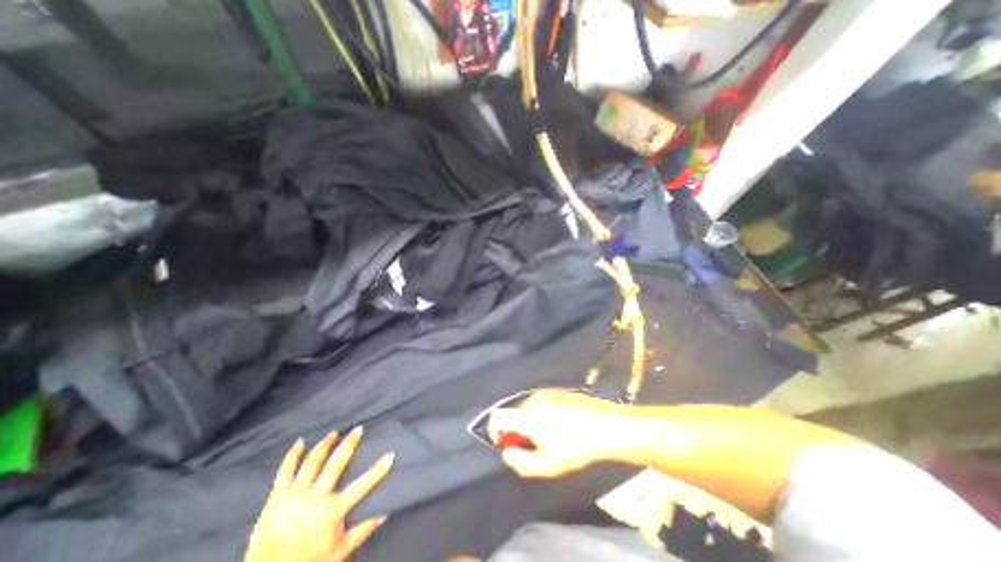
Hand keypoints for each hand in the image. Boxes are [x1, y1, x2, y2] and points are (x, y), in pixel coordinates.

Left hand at [243, 428, 392, 559]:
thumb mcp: (339, 552)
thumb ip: (362, 531)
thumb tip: (384, 513)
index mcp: (331, 512)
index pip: (361, 486)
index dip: (377, 471)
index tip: (390, 455)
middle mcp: (314, 499)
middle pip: (335, 465)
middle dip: (348, 445)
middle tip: (358, 429)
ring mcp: (293, 497)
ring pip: (311, 463)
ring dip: (324, 445)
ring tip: (334, 433)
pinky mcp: (275, 499)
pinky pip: (284, 472)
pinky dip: (291, 456)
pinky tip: (300, 442)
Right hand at [489, 391, 627, 478]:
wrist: (604, 424)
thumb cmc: (575, 447)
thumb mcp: (547, 465)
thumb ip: (521, 462)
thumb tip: (507, 452)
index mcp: (527, 416)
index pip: (498, 416)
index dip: (494, 430)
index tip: (505, 443)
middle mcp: (532, 399)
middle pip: (512, 413)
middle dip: (515, 430)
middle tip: (532, 445)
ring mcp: (545, 392)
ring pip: (526, 407)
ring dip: (528, 421)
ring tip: (548, 436)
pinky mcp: (555, 390)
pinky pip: (538, 402)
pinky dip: (539, 413)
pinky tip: (557, 424)